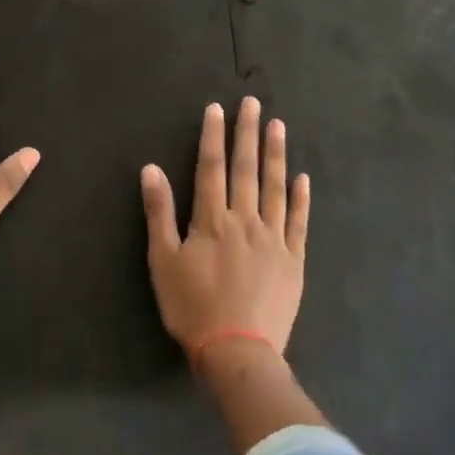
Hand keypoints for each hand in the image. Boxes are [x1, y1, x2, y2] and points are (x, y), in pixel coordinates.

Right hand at [141, 97, 309, 364]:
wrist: (237, 350)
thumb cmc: (192, 306)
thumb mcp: (162, 261)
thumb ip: (159, 213)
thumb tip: (151, 169)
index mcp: (212, 220)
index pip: (211, 168)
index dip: (213, 136)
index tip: (217, 109)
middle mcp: (246, 220)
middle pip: (246, 169)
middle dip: (248, 134)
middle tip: (253, 104)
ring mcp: (274, 238)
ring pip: (276, 188)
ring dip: (276, 155)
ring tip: (278, 126)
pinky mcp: (293, 259)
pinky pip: (299, 221)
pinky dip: (301, 198)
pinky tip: (302, 177)